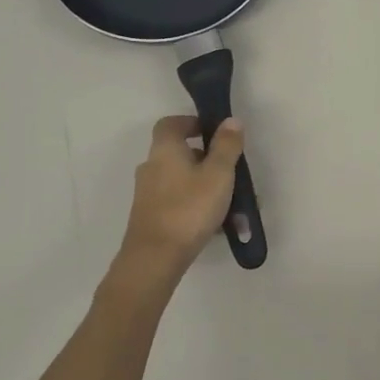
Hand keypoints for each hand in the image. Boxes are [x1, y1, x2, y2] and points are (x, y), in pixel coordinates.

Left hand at [118, 115, 243, 278]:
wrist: (155, 259)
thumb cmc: (189, 208)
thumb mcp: (218, 173)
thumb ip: (227, 146)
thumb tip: (230, 120)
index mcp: (165, 150)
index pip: (171, 123)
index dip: (191, 122)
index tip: (213, 132)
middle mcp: (151, 167)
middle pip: (178, 153)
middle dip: (206, 159)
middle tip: (230, 171)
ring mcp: (148, 194)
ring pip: (181, 180)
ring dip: (204, 186)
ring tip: (231, 205)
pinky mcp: (150, 217)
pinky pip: (177, 202)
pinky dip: (196, 205)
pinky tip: (216, 225)